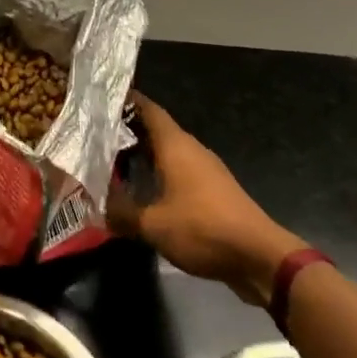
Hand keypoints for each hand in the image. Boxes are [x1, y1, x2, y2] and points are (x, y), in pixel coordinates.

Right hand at [106, 92, 306, 306]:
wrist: (260, 257)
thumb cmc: (203, 229)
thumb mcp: (153, 225)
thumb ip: (122, 213)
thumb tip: (97, 207)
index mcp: (175, 145)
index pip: (147, 109)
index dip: (125, 101)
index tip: (99, 100)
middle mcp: (190, 149)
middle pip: (156, 129)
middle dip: (128, 130)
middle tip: (96, 135)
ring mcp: (205, 169)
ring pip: (168, 151)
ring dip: (144, 154)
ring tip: (114, 162)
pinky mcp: (214, 190)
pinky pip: (179, 171)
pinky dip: (159, 173)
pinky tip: (145, 190)